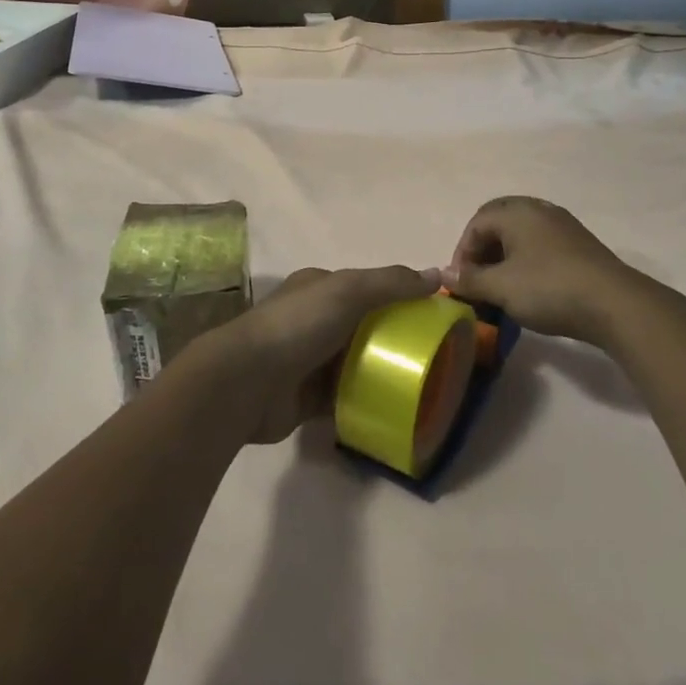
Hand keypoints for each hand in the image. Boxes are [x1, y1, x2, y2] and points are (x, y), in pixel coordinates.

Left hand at [212, 265, 440, 444]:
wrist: (247, 382)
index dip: (397, 296)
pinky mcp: (307, 398)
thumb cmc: (299, 325)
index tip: (430, 314)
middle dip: (393, 337)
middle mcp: (314, 319)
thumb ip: (392, 283)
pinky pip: (345, 397)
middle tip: (431, 355)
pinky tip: (393, 409)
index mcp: (320, 287)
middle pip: (363, 325)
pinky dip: (365, 401)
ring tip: (420, 384)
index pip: (366, 286)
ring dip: (381, 371)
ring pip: (355, 362)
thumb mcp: (349, 291)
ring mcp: (309, 359)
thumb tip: (438, 275)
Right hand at [448, 196, 659, 347]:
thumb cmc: (549, 288)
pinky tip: (530, 285)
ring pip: (521, 233)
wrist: (615, 303)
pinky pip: (541, 243)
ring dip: (505, 256)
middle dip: (483, 250)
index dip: (463, 252)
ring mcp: (562, 224)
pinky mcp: (579, 243)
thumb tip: (444, 274)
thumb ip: (470, 279)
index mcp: (515, 212)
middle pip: (498, 222)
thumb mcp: (502, 287)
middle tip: (478, 279)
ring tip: (501, 285)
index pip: (476, 224)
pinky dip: (527, 259)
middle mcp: (538, 209)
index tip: (461, 282)